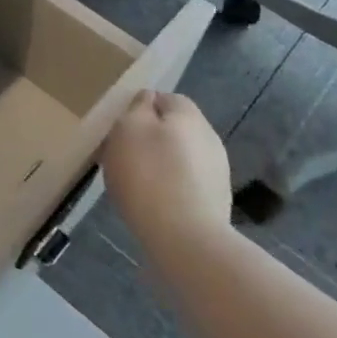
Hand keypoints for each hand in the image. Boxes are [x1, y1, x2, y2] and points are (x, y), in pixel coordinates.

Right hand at [99, 91, 231, 248]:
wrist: (185, 240)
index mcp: (189, 115)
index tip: (119, 128)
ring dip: (160, 165)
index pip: (166, 98)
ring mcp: (217, 173)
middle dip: (150, 138)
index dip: (141, 109)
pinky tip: (153, 204)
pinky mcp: (216, 203)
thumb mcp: (128, 128)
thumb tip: (148, 99)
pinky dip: (169, 188)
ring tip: (135, 183)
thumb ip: (137, 107)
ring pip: (180, 158)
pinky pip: (186, 185)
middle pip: (174, 129)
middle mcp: (209, 138)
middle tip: (122, 155)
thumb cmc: (148, 175)